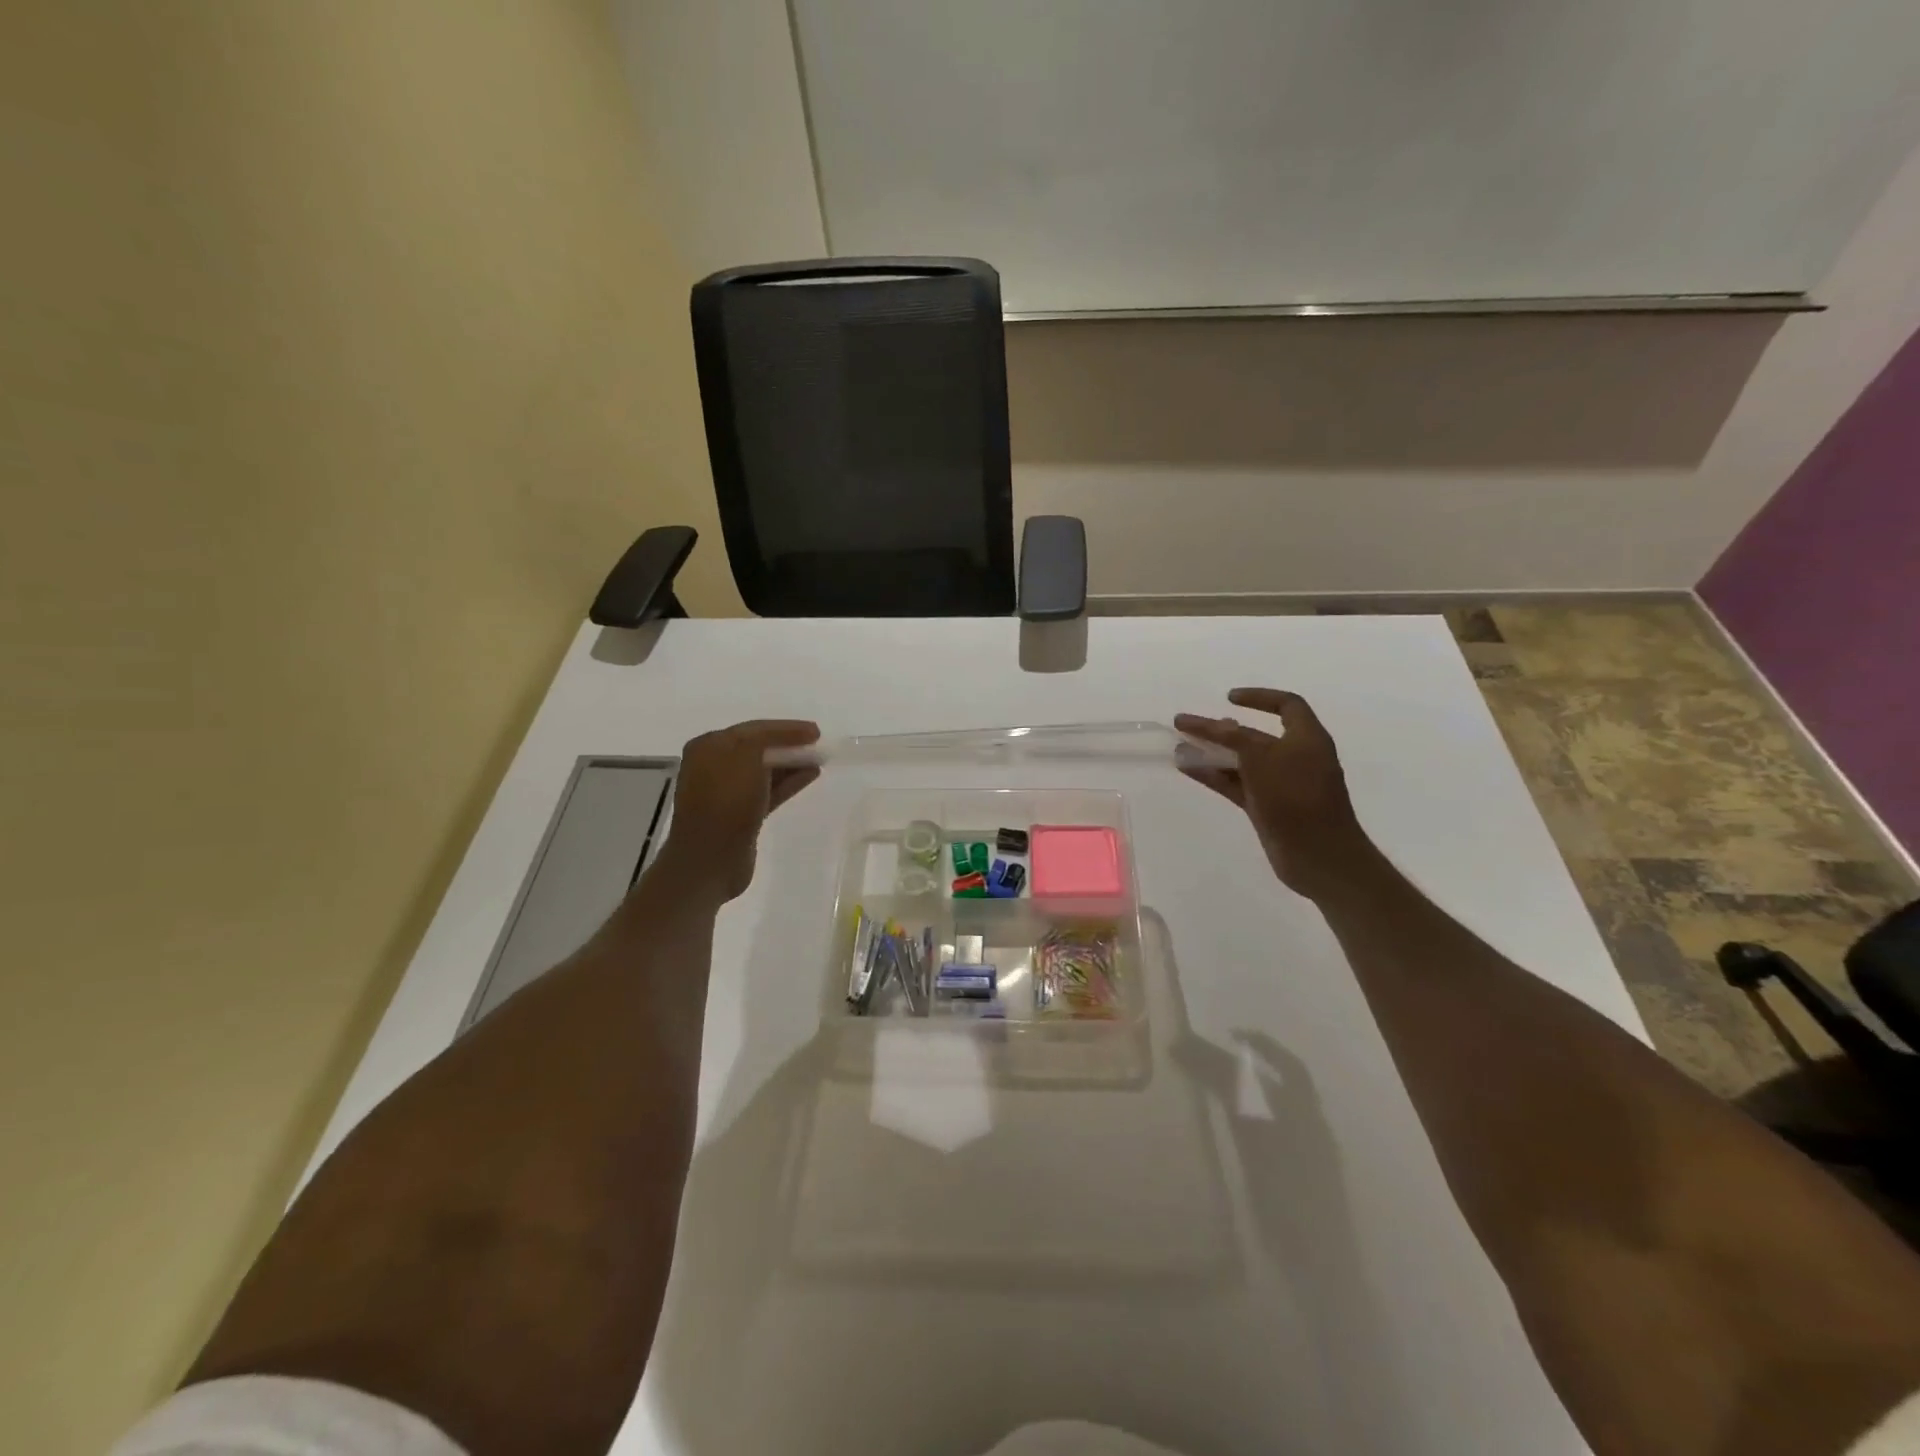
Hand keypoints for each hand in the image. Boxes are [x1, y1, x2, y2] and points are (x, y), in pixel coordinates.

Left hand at [655, 720, 820, 901]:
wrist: (710, 859)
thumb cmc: (726, 802)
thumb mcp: (745, 757)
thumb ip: (765, 739)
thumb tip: (786, 738)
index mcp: (709, 747)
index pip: (753, 729)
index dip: (786, 728)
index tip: (816, 731)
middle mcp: (714, 766)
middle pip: (758, 749)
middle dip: (788, 745)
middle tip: (817, 744)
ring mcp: (727, 793)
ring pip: (765, 771)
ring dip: (791, 764)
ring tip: (819, 760)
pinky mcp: (740, 816)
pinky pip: (768, 791)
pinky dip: (788, 782)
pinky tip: (810, 776)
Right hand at [1175, 689, 1376, 899]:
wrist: (1319, 856)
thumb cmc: (1297, 798)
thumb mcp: (1264, 759)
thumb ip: (1236, 739)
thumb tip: (1216, 727)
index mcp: (1307, 739)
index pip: (1286, 705)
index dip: (1258, 697)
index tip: (1228, 698)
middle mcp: (1294, 757)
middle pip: (1254, 735)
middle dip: (1220, 729)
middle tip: (1185, 724)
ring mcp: (1279, 785)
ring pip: (1240, 761)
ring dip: (1211, 753)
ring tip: (1179, 747)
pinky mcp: (1266, 808)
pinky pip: (1235, 784)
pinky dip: (1213, 775)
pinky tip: (1187, 769)